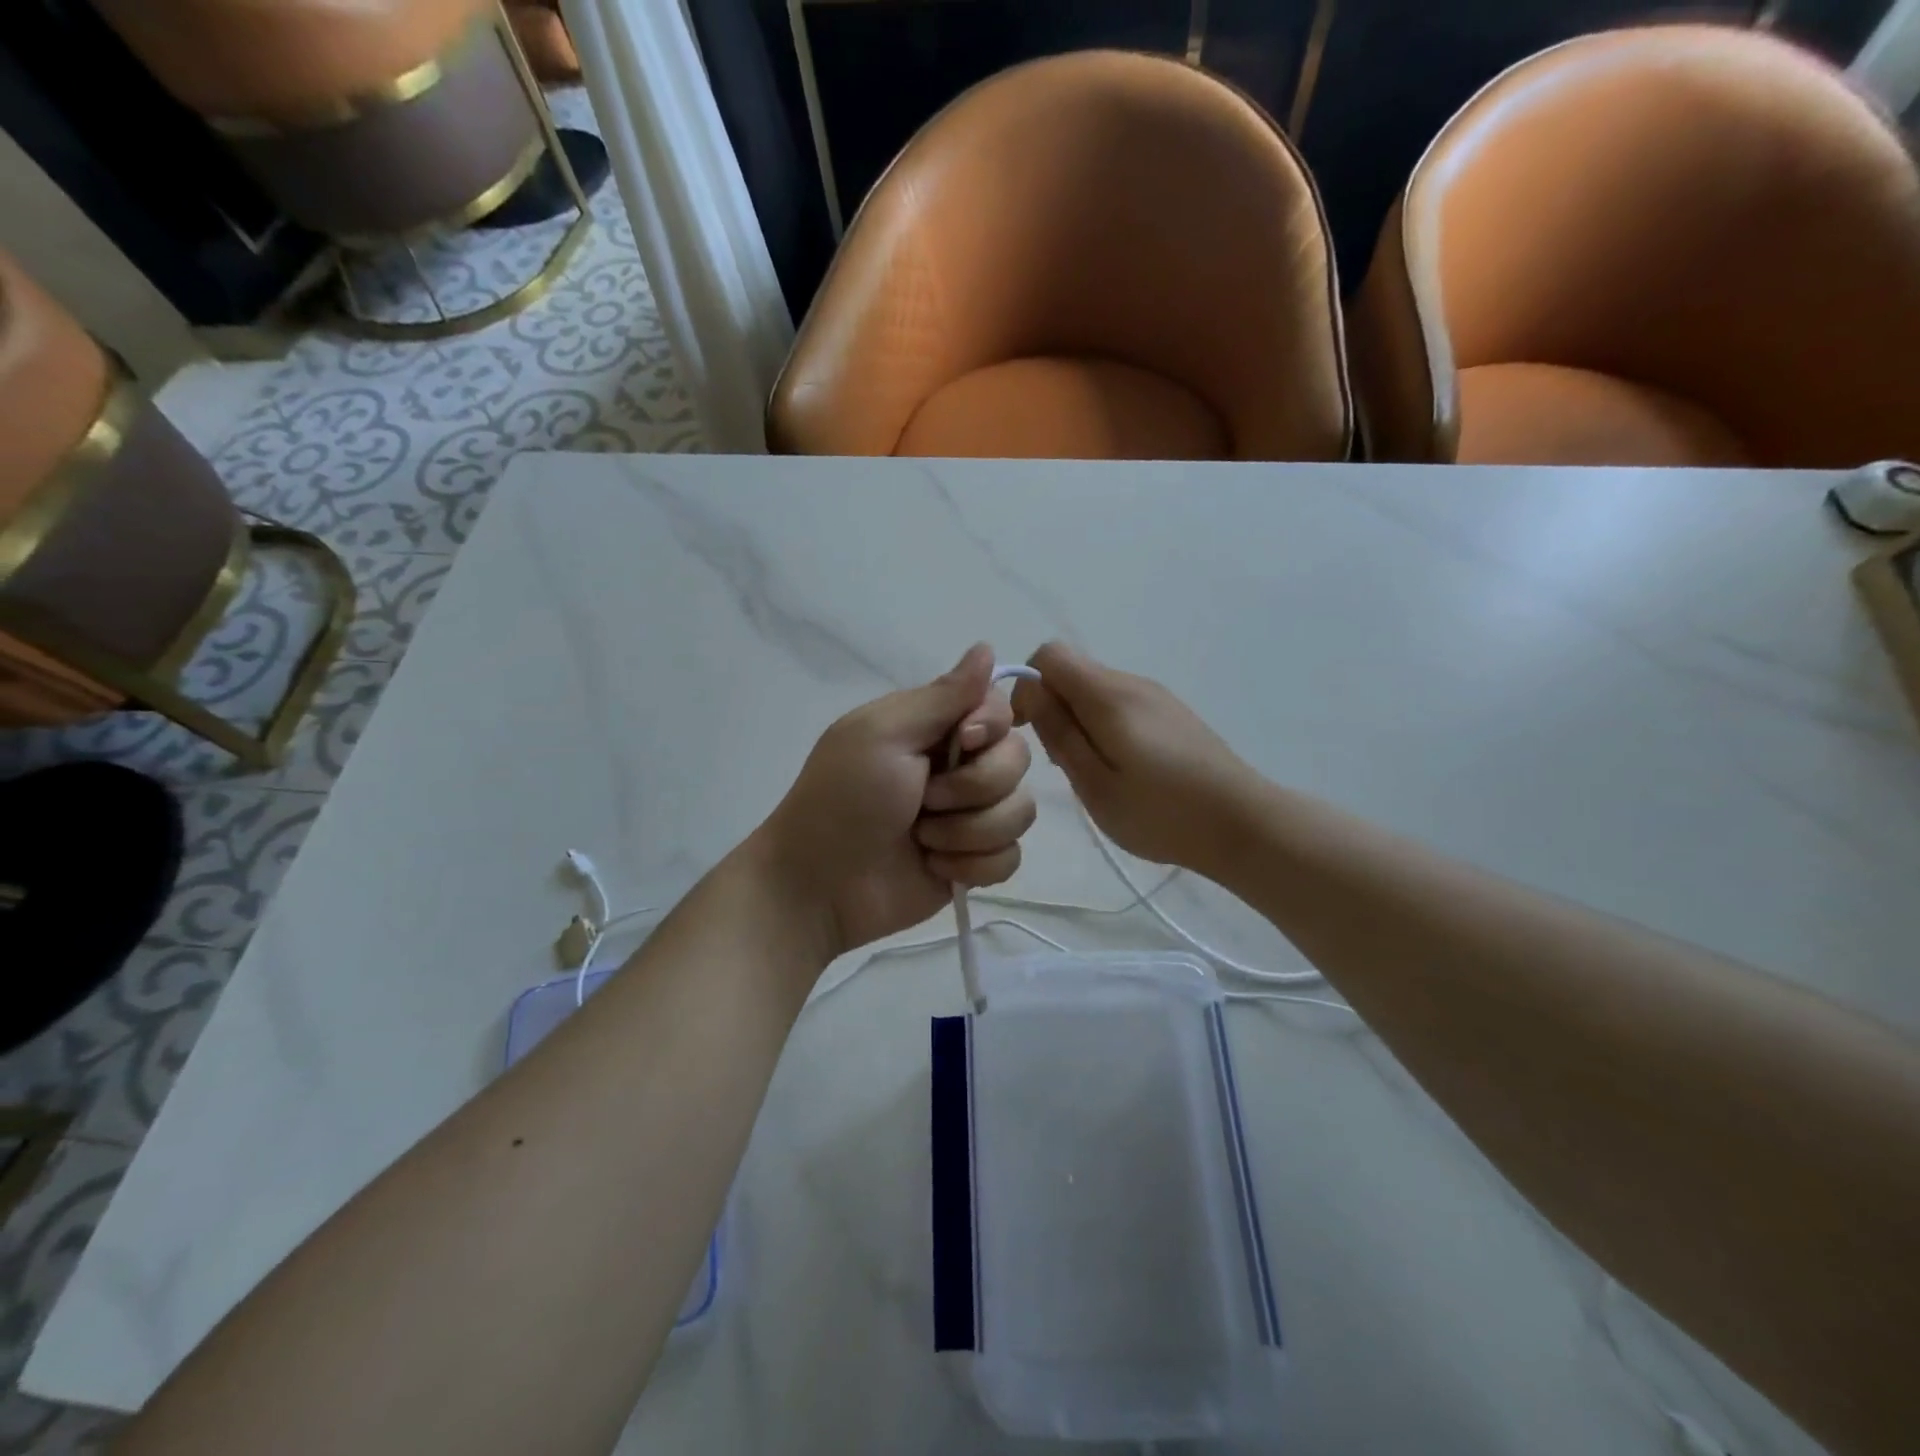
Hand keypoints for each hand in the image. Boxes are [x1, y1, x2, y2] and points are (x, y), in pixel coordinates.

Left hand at [755, 645, 1035, 956]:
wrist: (820, 885)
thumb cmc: (843, 800)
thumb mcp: (883, 734)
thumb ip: (942, 696)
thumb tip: (986, 646)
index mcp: (936, 728)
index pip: (1001, 709)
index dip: (991, 727)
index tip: (961, 743)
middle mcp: (960, 766)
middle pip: (1018, 761)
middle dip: (974, 788)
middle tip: (924, 801)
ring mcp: (970, 817)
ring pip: (1020, 812)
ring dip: (969, 831)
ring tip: (923, 839)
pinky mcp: (975, 862)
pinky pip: (1010, 858)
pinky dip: (973, 865)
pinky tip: (934, 867)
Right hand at [1011, 642, 1260, 875]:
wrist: (1243, 824)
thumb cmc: (1160, 812)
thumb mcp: (1094, 782)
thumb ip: (1058, 732)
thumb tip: (1028, 688)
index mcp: (1108, 694)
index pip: (1049, 655)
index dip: (1027, 685)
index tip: (1026, 730)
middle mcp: (1132, 682)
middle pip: (1073, 672)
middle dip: (1053, 708)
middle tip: (1063, 764)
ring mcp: (1157, 696)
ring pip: (1096, 691)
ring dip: (1079, 721)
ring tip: (1093, 773)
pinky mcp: (1172, 713)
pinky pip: (1121, 705)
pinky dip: (1105, 727)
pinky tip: (1123, 770)